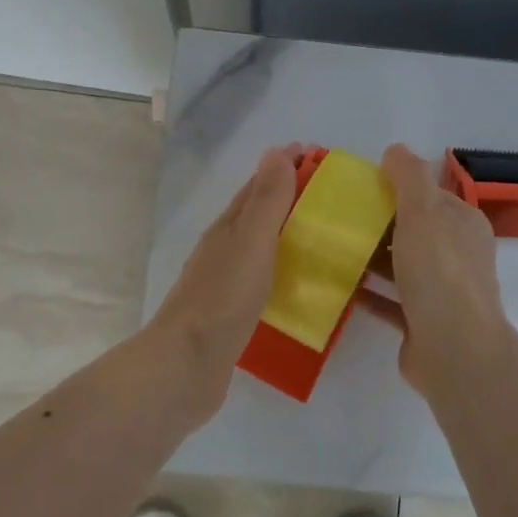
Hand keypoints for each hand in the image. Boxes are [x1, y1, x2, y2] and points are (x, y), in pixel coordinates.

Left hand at [148, 146, 300, 388]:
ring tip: (324, 237)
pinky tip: (300, 285)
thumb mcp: (250, 241)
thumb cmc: (222, 298)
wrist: (187, 364)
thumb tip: (276, 152)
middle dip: (288, 197)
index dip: (284, 167)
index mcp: (227, 228)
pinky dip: (282, 271)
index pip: (258, 186)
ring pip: (260, 248)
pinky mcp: (232, 313)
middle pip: (257, 214)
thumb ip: (266, 201)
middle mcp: (223, 249)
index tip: (315, 155)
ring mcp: (225, 283)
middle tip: (330, 196)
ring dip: (286, 235)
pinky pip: (263, 280)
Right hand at [354, 145, 515, 395]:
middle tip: (335, 218)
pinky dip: (368, 293)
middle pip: (412, 231)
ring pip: (400, 267)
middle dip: (378, 223)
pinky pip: (390, 301)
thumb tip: (395, 150)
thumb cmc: (439, 273)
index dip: (395, 187)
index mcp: (462, 225)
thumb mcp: (423, 212)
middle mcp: (457, 256)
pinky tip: (339, 286)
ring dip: (370, 258)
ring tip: (330, 248)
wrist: (453, 350)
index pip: (428, 196)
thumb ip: (409, 177)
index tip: (357, 187)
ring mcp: (441, 292)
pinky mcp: (422, 323)